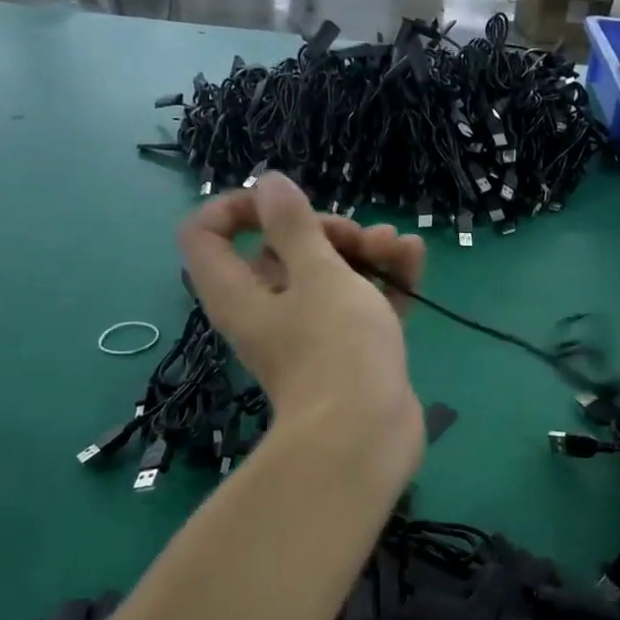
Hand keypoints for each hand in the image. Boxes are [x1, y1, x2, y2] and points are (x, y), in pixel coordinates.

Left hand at [178, 174, 425, 473]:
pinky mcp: (344, 352)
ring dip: (361, 252)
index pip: (205, 234)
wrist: (366, 438)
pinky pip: (357, 304)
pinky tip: (413, 260)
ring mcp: (307, 334)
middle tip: (357, 238)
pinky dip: (380, 282)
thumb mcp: (319, 274)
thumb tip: (267, 182)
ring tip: (397, 246)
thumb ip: (294, 225)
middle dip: (324, 231)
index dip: (236, 206)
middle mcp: (265, 310)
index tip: (280, 202)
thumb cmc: (335, 349)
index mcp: (238, 292)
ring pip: (326, 276)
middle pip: (279, 250)